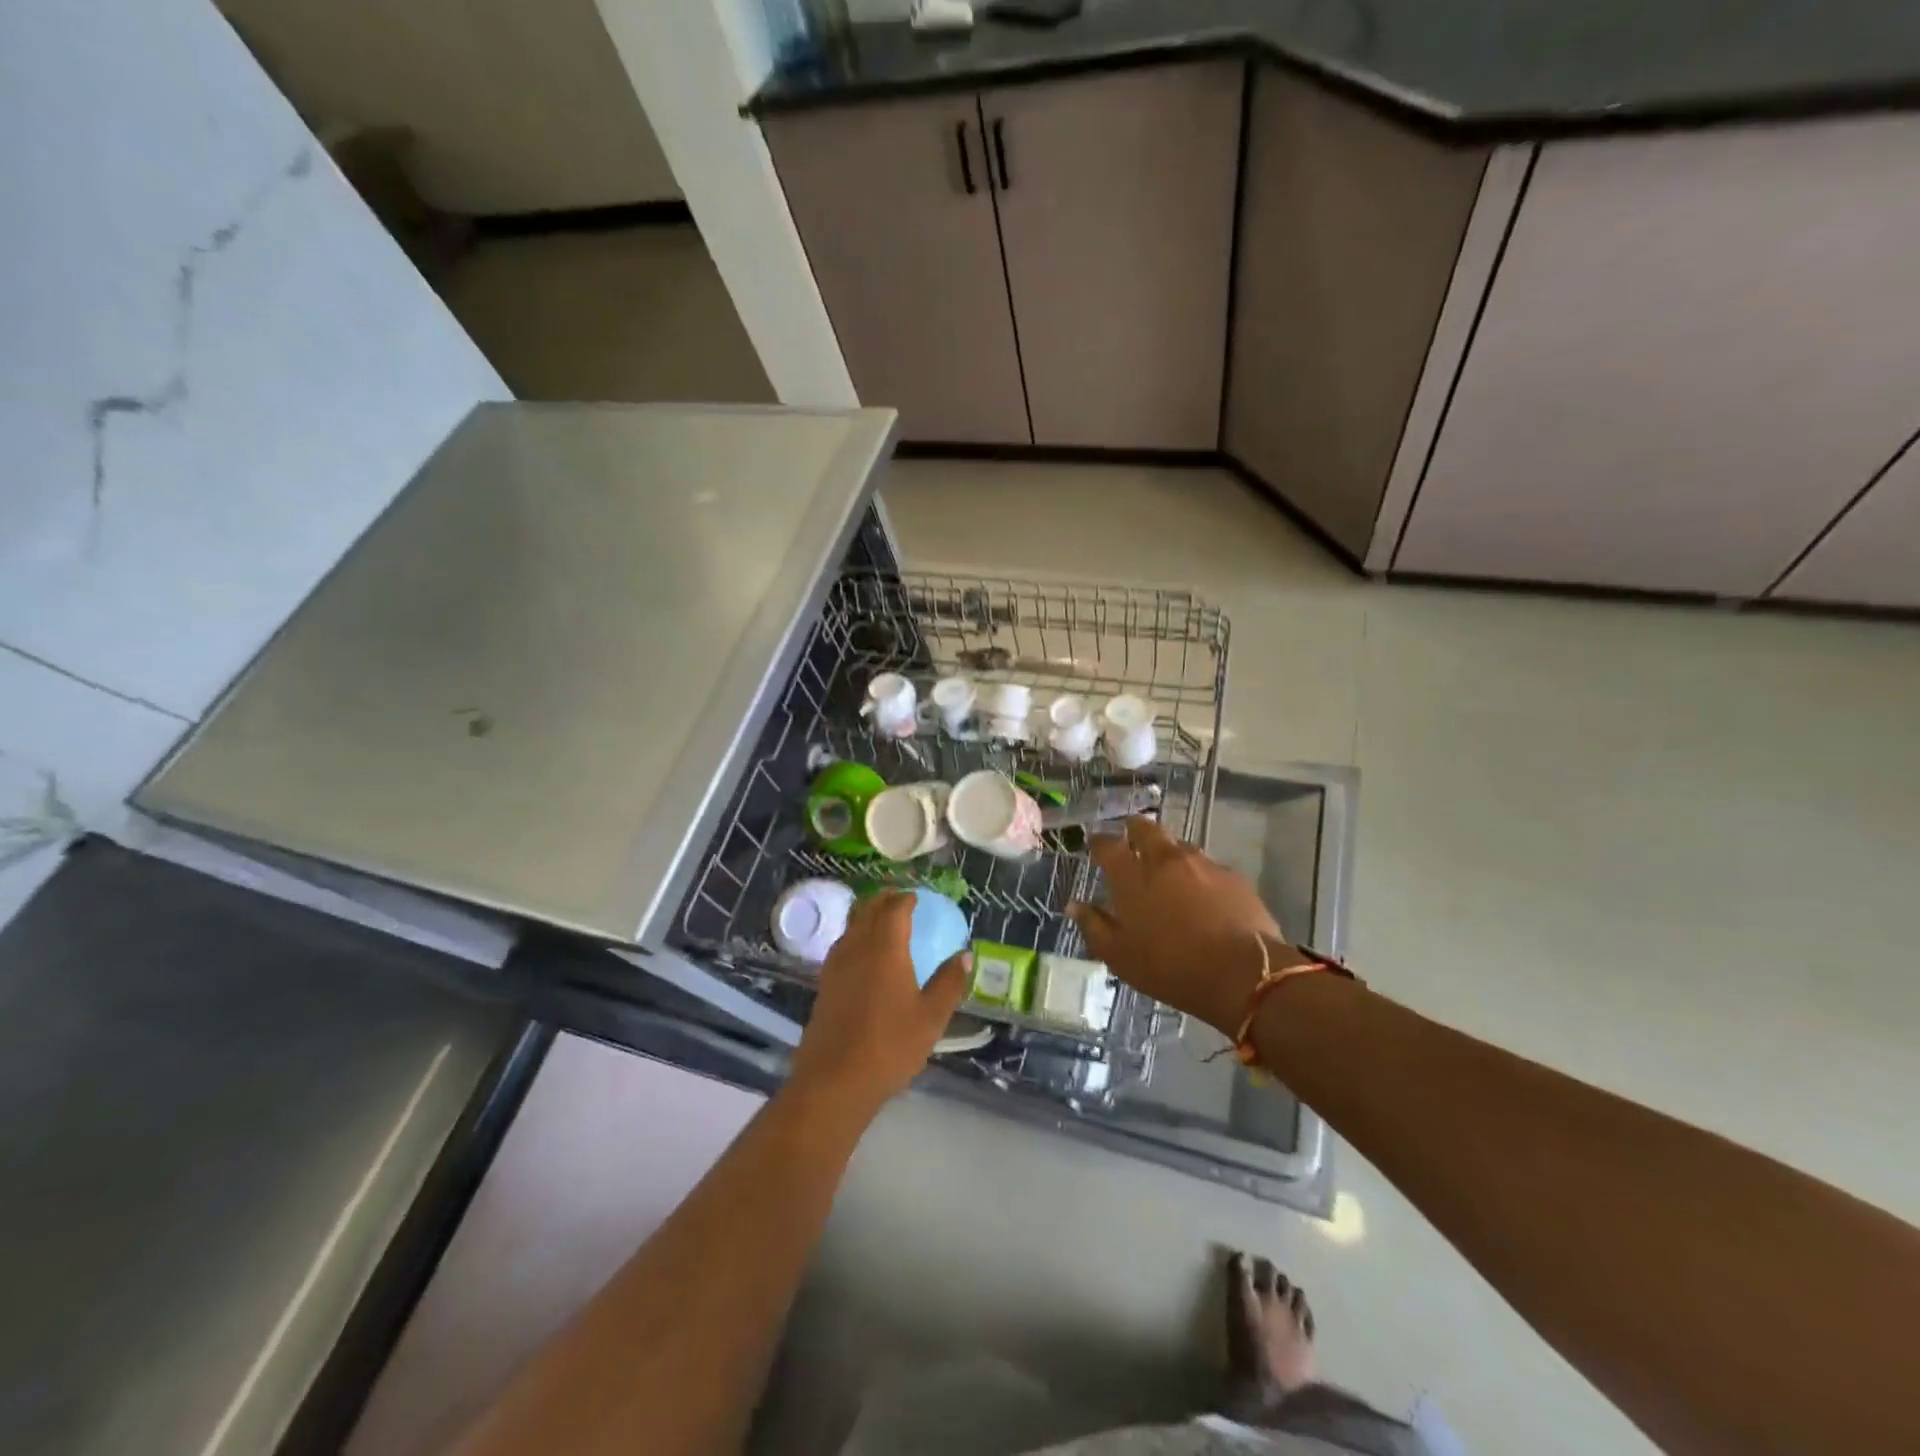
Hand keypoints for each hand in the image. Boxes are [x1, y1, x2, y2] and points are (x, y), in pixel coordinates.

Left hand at [788, 890, 969, 1117]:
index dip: (907, 899)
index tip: (918, 897)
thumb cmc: (890, 1045)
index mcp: (885, 948)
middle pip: (868, 910)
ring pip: (851, 926)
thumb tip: (964, 954)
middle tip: (901, 900)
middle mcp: (857, 947)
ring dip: (867, 916)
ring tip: (883, 922)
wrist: (834, 1080)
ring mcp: (835, 966)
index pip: (895, 908)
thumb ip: (949, 982)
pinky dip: (856, 937)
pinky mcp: (824, 984)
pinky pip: (842, 946)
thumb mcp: (931, 1017)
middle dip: (884, 899)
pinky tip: (864, 956)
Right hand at [1069, 817, 1301, 1035]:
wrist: (1244, 974)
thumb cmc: (1171, 968)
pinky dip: (1197, 874)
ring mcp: (1202, 864)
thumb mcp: (1120, 957)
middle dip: (1134, 829)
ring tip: (1167, 871)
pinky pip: (1207, 866)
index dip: (1099, 842)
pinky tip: (1201, 894)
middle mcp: (1165, 860)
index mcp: (1133, 878)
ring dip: (1168, 852)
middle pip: (1146, 828)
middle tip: (1131, 839)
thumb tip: (1074, 905)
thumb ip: (1094, 927)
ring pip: (1178, 845)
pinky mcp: (1232, 876)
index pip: (1108, 846)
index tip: (1096, 846)